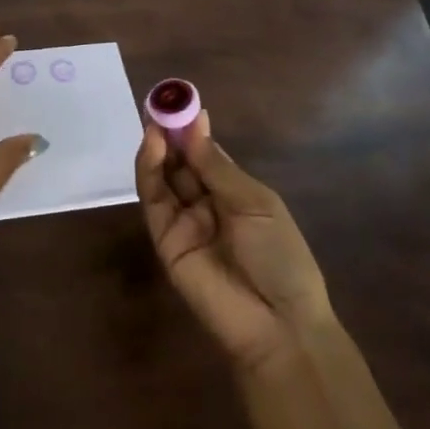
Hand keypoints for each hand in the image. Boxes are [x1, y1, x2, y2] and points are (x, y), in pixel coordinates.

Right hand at [136, 110, 334, 375]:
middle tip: (162, 105)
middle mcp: (206, 204)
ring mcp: (184, 222)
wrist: (279, 325)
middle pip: (180, 162)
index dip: (193, 130)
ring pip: (163, 177)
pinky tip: (153, 146)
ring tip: (155, 121)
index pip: (205, 154)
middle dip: (171, 134)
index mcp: (234, 194)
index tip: (184, 103)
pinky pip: (154, 201)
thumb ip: (217, 167)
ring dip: (157, 148)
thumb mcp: (255, 203)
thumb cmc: (280, 257)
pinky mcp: (165, 240)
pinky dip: (149, 171)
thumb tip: (195, 125)